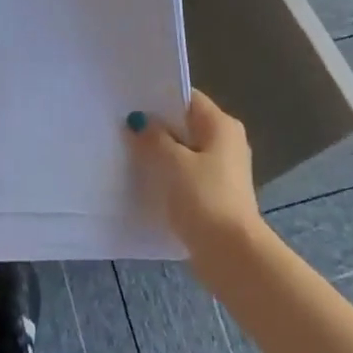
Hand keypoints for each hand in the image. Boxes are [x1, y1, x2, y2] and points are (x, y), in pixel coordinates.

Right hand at [126, 90, 262, 255]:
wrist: (231, 254)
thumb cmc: (204, 198)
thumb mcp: (172, 162)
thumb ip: (153, 137)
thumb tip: (138, 121)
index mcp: (221, 125)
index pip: (187, 98)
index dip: (158, 98)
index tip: (129, 102)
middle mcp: (226, 142)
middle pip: (185, 125)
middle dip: (156, 127)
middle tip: (121, 127)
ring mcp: (222, 171)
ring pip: (184, 152)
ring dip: (160, 154)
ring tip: (126, 153)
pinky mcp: (215, 195)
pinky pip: (186, 176)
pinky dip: (168, 176)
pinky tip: (144, 182)